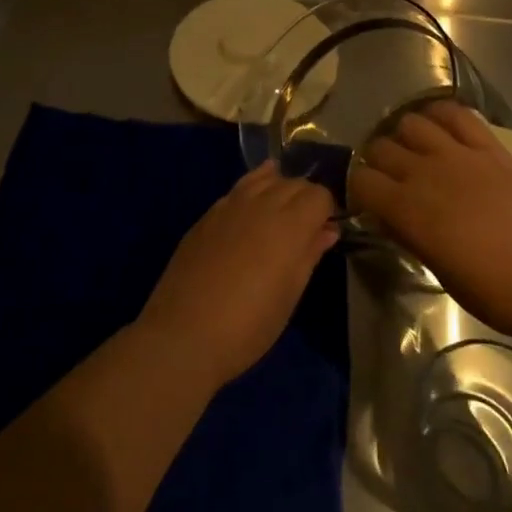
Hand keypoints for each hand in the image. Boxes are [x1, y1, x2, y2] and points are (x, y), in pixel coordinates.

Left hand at [140, 163, 339, 388]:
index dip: (326, 210)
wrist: (183, 334)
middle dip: (305, 198)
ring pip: (265, 178)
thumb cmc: (248, 326)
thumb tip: (327, 230)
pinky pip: (238, 188)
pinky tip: (252, 206)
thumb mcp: (289, 296)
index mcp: (289, 225)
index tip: (323, 232)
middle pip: (294, 183)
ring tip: (280, 213)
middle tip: (305, 228)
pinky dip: (253, 189)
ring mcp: (230, 205)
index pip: (319, 195)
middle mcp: (262, 204)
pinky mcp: (208, 214)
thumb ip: (310, 255)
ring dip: (279, 189)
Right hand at [348, 99, 511, 343]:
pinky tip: (440, 129)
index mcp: (410, 210)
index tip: (367, 200)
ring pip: (411, 122)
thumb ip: (409, 234)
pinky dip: (440, 115)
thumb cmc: (496, 292)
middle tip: (388, 178)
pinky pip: (456, 114)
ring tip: (413, 152)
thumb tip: (388, 215)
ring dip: (404, 135)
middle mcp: (427, 173)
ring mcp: (460, 154)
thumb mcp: (439, 270)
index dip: (358, 188)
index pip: (362, 180)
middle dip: (376, 161)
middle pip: (381, 147)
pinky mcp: (490, 147)